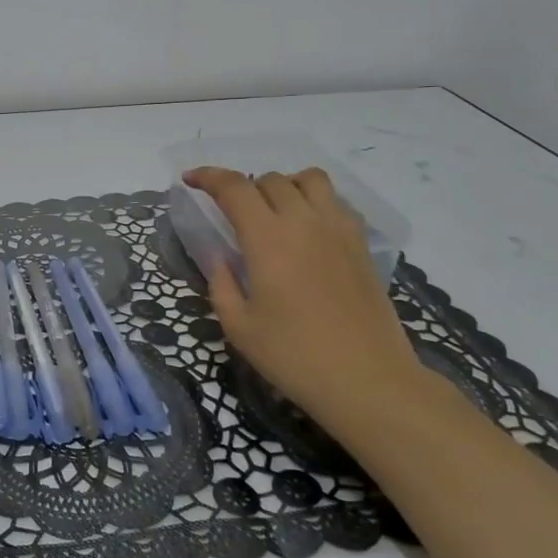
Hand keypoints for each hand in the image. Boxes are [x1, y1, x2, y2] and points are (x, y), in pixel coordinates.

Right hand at [186, 166, 426, 434]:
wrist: (368, 380)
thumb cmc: (295, 357)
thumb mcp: (240, 328)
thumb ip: (222, 285)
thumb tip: (220, 259)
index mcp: (268, 239)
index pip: (234, 188)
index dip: (208, 176)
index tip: (190, 180)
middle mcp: (304, 222)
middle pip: (270, 180)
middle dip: (243, 188)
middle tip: (232, 214)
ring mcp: (339, 230)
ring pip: (309, 179)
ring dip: (284, 185)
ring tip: (274, 211)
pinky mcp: (362, 244)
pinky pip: (336, 202)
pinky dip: (315, 202)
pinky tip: (308, 230)